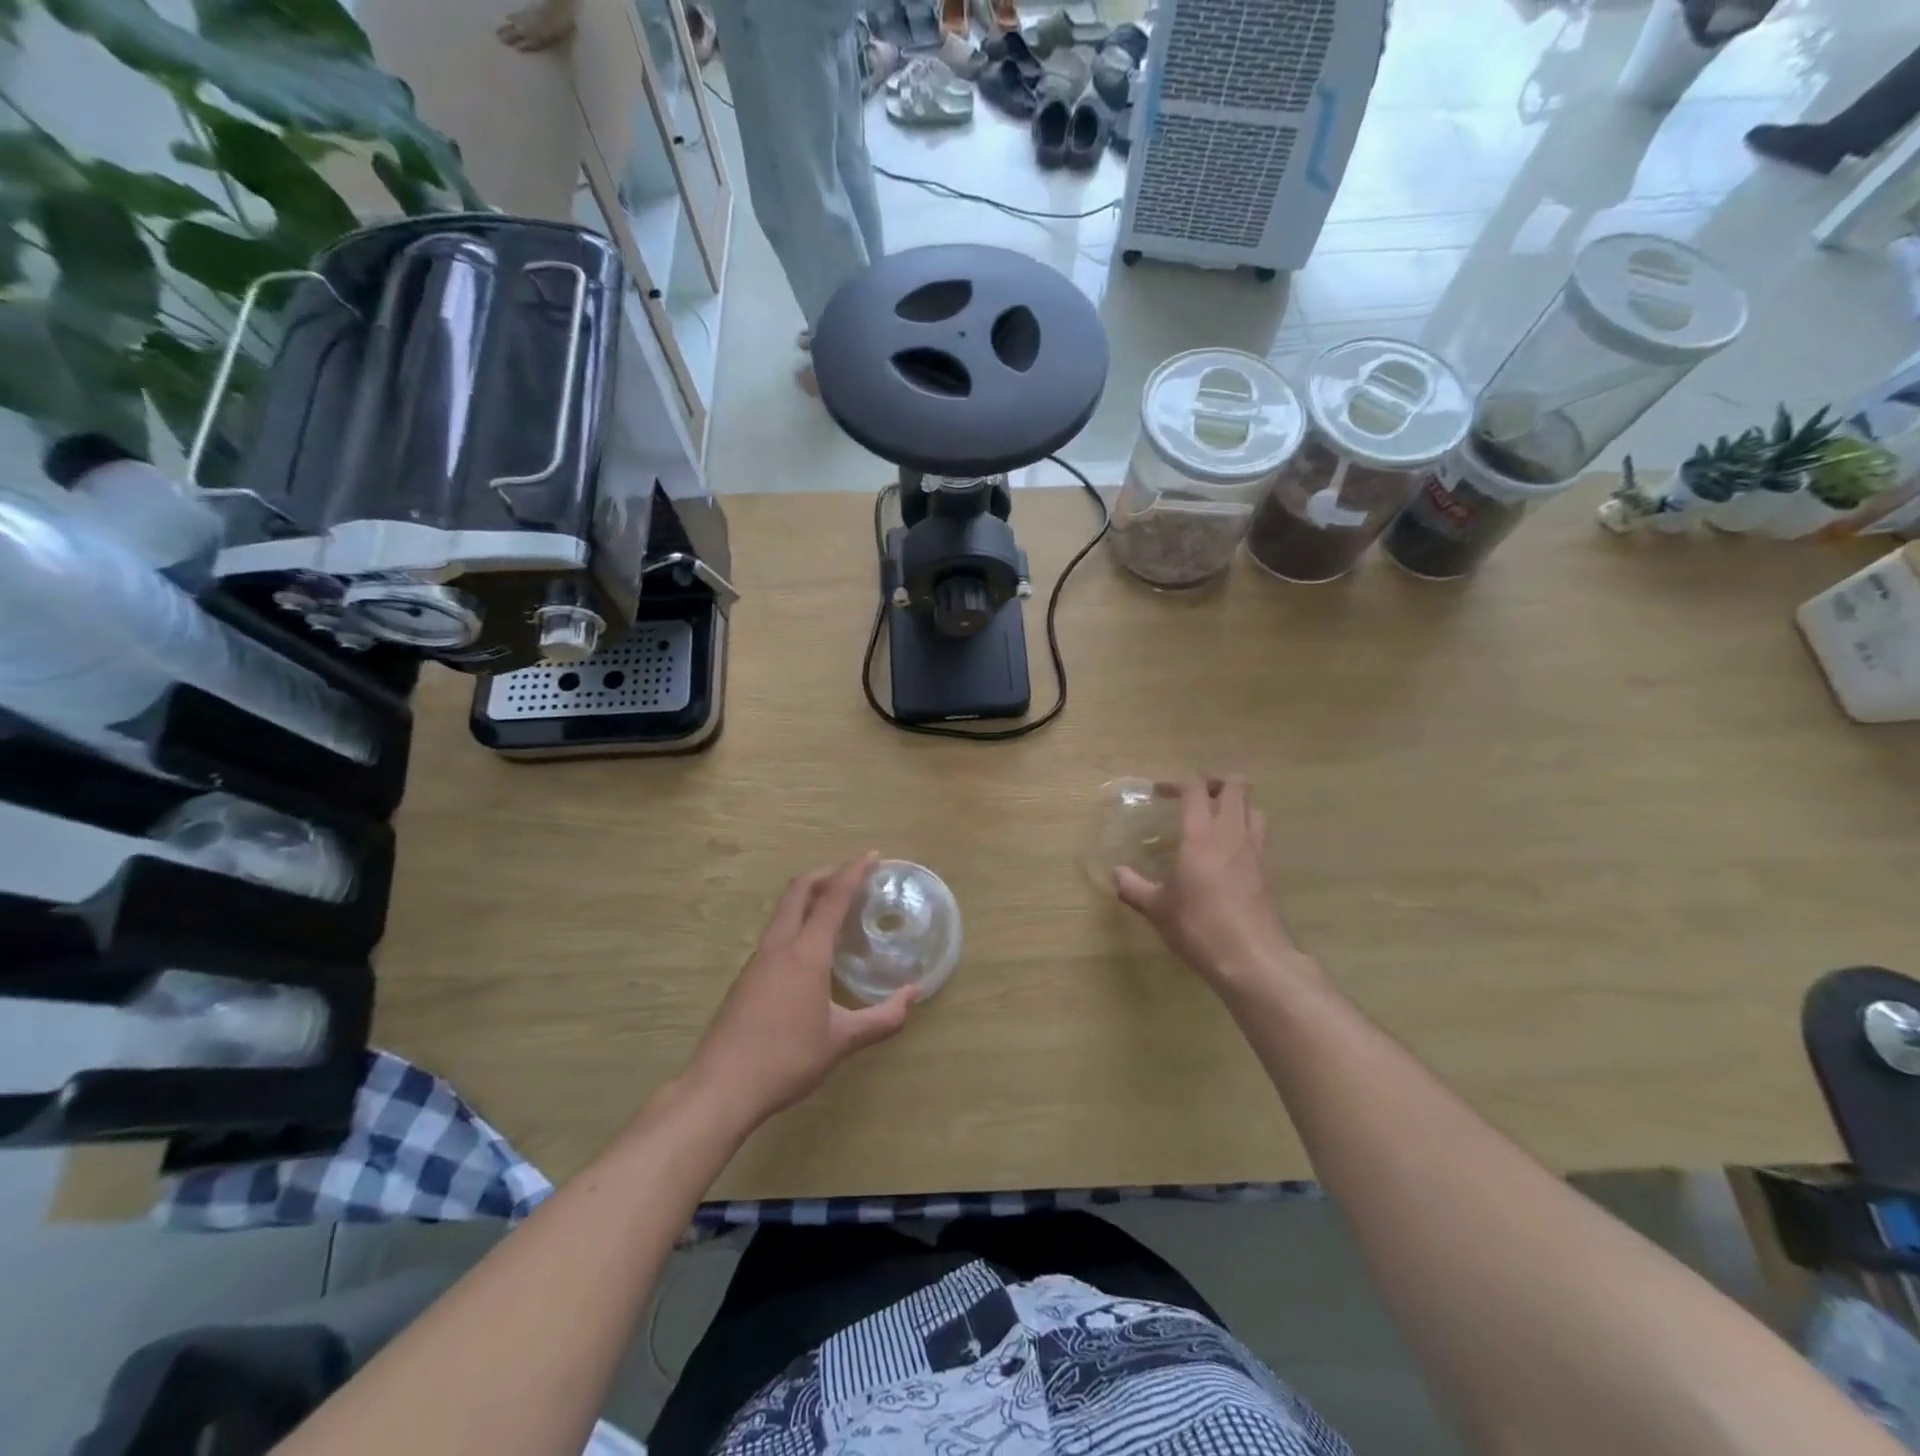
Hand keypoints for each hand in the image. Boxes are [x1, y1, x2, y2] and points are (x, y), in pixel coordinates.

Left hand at [685, 852, 915, 1126]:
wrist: (720, 1088)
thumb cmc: (787, 1059)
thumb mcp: (842, 1041)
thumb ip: (883, 1018)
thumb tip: (913, 995)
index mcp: (806, 953)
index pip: (832, 898)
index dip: (853, 872)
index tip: (873, 856)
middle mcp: (779, 946)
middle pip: (799, 890)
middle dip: (826, 874)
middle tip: (852, 877)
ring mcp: (757, 961)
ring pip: (783, 911)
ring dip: (809, 899)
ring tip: (836, 912)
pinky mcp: (745, 979)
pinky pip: (776, 934)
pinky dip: (797, 924)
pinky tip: (811, 954)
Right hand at [1115, 776, 1303, 991]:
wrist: (1253, 958)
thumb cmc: (1199, 926)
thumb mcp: (1157, 909)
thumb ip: (1134, 887)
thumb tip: (1116, 874)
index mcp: (1201, 835)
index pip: (1195, 788)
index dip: (1177, 782)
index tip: (1159, 793)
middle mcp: (1231, 833)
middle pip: (1235, 786)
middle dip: (1215, 782)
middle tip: (1195, 796)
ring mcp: (1255, 851)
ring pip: (1254, 808)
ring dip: (1236, 805)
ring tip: (1215, 820)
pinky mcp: (1269, 871)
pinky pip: (1260, 836)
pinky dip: (1246, 832)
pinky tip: (1229, 854)